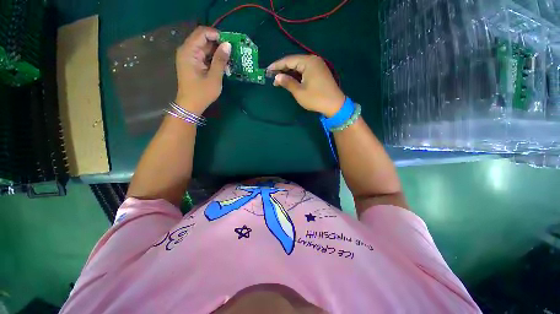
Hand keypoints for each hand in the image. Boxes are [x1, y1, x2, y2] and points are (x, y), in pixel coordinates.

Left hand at [175, 26, 230, 114]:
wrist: (190, 106)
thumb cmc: (202, 93)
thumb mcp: (214, 77)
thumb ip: (220, 60)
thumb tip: (228, 45)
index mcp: (189, 51)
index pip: (202, 33)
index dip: (217, 35)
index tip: (230, 44)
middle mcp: (187, 50)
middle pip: (203, 39)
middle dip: (219, 44)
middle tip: (232, 53)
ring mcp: (189, 57)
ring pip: (205, 48)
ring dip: (217, 53)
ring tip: (229, 61)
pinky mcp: (193, 63)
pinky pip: (204, 56)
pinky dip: (214, 59)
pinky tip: (223, 66)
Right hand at [267, 55, 344, 116]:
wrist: (335, 105)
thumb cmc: (316, 98)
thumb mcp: (299, 92)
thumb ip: (287, 82)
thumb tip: (277, 77)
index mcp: (308, 62)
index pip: (288, 60)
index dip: (277, 65)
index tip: (267, 70)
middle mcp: (313, 60)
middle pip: (294, 62)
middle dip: (282, 69)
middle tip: (272, 76)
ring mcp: (318, 65)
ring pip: (299, 66)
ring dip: (289, 72)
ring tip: (279, 79)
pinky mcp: (320, 72)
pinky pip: (305, 70)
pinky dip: (297, 75)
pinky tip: (291, 79)